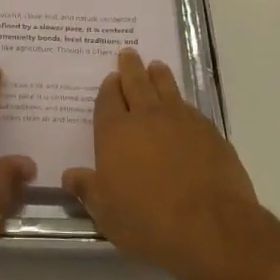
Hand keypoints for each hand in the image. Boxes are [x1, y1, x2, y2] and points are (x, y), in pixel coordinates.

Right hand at [63, 48, 261, 279]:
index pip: (108, 100)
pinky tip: (183, 107)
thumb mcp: (106, 213)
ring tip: (155, 67)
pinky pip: (190, 107)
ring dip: (158, 75)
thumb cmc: (148, 220)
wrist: (210, 226)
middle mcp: (146, 116)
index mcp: (115, 132)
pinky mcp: (209, 131)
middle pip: (136, 83)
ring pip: (166, 87)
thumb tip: (69, 175)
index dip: (108, 88)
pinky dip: (182, 102)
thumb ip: (87, 189)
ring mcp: (180, 120)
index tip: (110, 78)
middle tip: (128, 53)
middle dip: (130, 67)